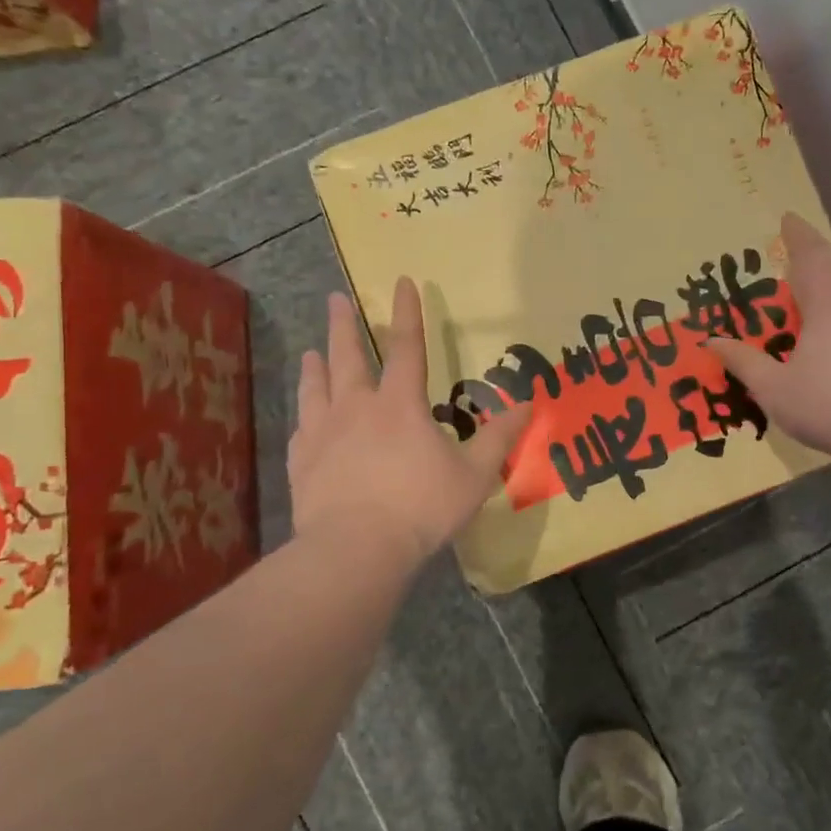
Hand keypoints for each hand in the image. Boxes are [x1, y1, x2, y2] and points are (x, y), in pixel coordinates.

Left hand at [290, 279, 530, 569]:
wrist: (357, 548)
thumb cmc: (421, 507)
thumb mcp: (474, 475)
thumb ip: (499, 438)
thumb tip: (529, 404)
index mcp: (400, 404)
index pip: (407, 347)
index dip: (407, 313)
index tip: (402, 282)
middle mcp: (357, 408)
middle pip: (348, 357)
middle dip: (344, 326)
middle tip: (334, 300)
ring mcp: (324, 433)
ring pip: (317, 387)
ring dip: (316, 365)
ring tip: (312, 351)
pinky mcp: (302, 462)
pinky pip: (302, 428)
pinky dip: (305, 415)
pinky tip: (303, 417)